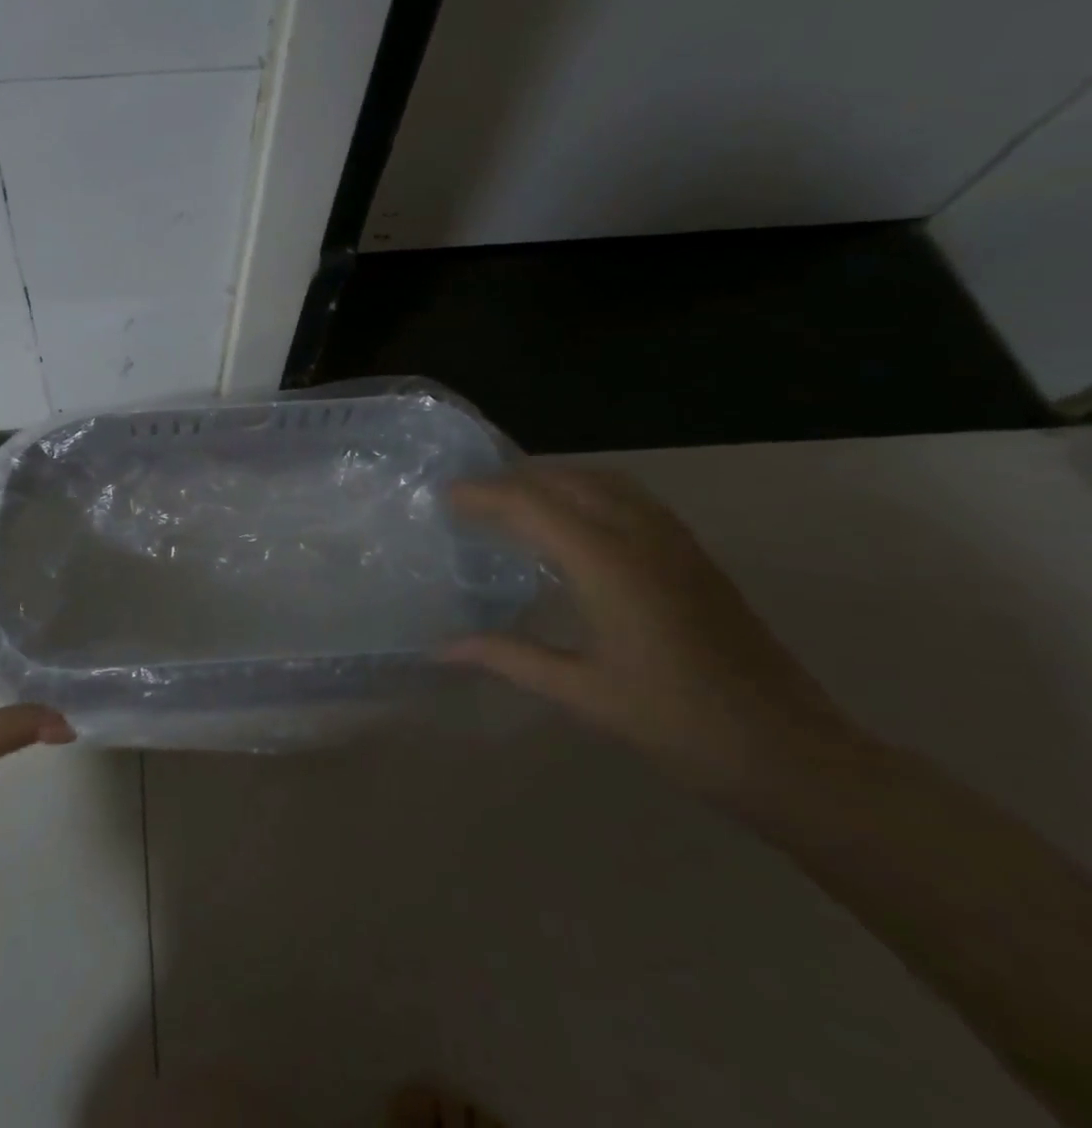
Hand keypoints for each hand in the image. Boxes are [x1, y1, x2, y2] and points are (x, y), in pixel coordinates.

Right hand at [446, 466, 859, 802]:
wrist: (793, 755)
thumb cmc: (678, 724)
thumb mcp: (581, 693)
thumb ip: (508, 657)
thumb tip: (441, 648)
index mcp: (609, 565)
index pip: (533, 504)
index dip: (484, 494)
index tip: (444, 497)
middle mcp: (642, 538)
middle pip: (568, 480)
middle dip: (514, 481)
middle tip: (471, 499)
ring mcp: (676, 544)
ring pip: (605, 482)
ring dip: (554, 480)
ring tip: (514, 503)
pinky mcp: (696, 557)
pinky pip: (632, 499)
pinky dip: (589, 493)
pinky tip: (574, 525)